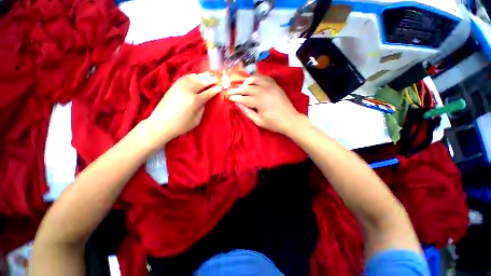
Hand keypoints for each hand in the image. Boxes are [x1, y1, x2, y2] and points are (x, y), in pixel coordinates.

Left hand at [146, 73, 221, 147]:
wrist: (161, 124)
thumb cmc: (181, 125)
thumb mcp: (197, 120)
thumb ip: (202, 108)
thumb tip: (205, 100)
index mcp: (194, 101)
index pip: (208, 92)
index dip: (215, 90)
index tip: (221, 88)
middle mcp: (187, 91)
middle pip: (201, 82)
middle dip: (210, 80)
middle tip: (217, 79)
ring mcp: (179, 87)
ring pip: (193, 77)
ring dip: (202, 76)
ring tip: (208, 75)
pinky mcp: (173, 86)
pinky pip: (185, 77)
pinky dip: (193, 75)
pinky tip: (196, 76)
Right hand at [228, 75, 303, 133]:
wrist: (290, 119)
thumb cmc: (274, 123)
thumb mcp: (258, 121)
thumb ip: (247, 111)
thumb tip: (237, 104)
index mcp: (259, 101)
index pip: (243, 98)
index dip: (235, 97)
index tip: (228, 97)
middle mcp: (263, 90)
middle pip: (247, 87)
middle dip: (237, 89)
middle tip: (231, 91)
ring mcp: (270, 86)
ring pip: (254, 79)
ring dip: (246, 82)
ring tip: (242, 86)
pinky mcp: (275, 85)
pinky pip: (264, 77)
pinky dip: (257, 78)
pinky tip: (253, 82)